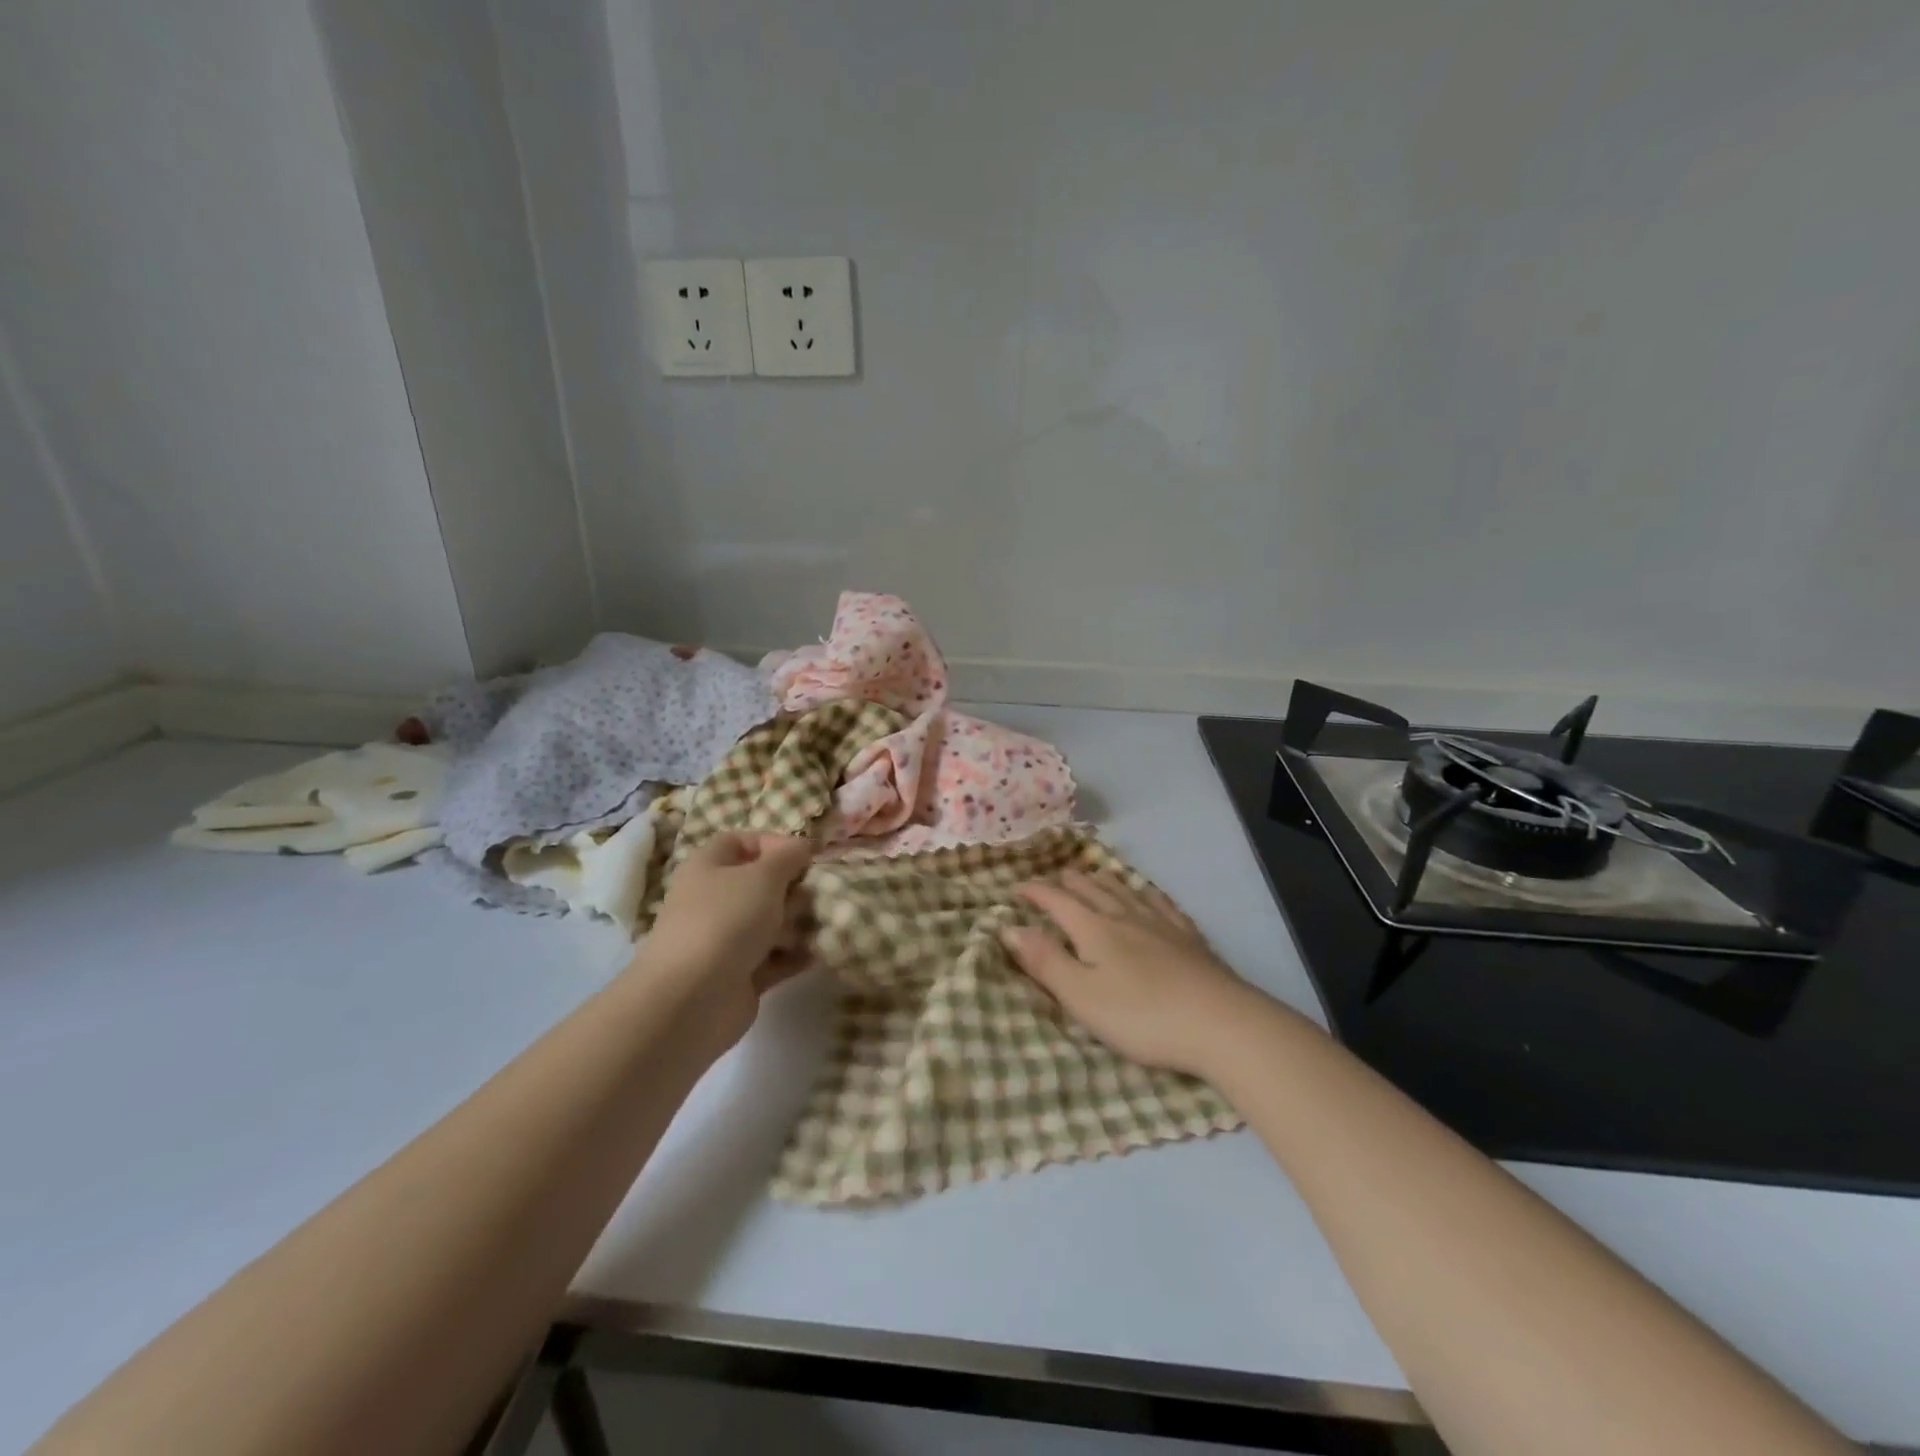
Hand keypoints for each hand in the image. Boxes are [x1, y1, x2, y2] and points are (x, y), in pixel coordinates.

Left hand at [641, 832, 813, 1049]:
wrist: (692, 998)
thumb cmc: (726, 920)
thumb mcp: (764, 875)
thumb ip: (788, 856)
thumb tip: (802, 845)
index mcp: (709, 867)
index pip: (741, 842)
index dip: (773, 844)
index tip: (805, 856)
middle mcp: (714, 900)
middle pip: (761, 884)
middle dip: (794, 888)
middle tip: (818, 894)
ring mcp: (725, 940)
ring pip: (770, 922)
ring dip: (798, 922)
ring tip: (822, 924)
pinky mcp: (739, 975)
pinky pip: (774, 958)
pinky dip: (795, 955)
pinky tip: (820, 951)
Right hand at [1002, 872, 1261, 1077]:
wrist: (1220, 1023)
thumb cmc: (1141, 1016)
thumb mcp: (1081, 996)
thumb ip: (1045, 962)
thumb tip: (1010, 928)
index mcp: (1094, 930)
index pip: (1057, 901)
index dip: (1035, 892)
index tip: (1016, 888)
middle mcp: (1125, 917)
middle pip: (1091, 890)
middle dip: (1068, 882)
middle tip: (1054, 877)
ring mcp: (1160, 924)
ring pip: (1125, 891)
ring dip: (1102, 881)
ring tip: (1093, 875)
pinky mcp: (1189, 938)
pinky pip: (1160, 904)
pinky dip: (1145, 893)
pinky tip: (1148, 894)